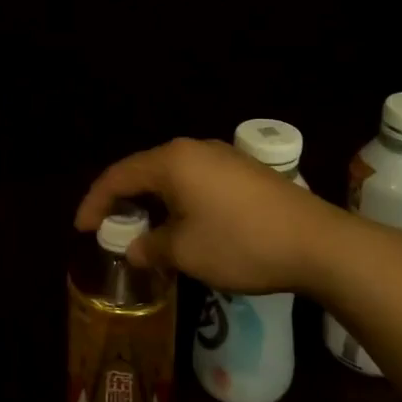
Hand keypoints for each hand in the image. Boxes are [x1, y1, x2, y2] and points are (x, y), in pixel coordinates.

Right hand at [75, 137, 348, 294]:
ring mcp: (223, 157)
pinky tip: (183, 223)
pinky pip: (196, 180)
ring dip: (152, 200)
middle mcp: (194, 149)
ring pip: (172, 175)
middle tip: (108, 226)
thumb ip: (151, 247)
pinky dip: (178, 199)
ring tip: (143, 227)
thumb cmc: (241, 244)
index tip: (81, 229)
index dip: (94, 202)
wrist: (319, 244)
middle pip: (143, 170)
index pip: (118, 176)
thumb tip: (134, 249)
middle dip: (122, 199)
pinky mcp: (246, 171)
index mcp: (171, 162)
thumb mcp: (185, 252)